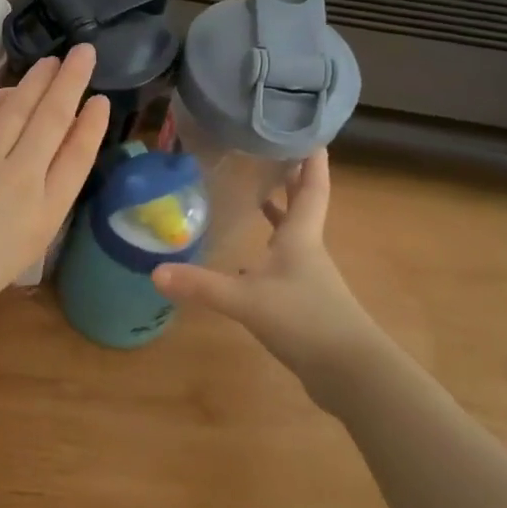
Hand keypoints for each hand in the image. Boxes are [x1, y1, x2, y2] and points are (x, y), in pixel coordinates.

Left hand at [0, 45, 109, 321]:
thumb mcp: (15, 256)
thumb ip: (32, 213)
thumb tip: (34, 176)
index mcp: (43, 217)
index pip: (78, 158)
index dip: (91, 125)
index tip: (101, 101)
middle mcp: (21, 180)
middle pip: (53, 120)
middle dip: (72, 82)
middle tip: (84, 52)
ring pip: (18, 108)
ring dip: (38, 80)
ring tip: (52, 60)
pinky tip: (7, 87)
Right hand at [150, 152, 390, 403]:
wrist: (351, 374)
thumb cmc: (306, 321)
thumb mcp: (247, 300)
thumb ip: (202, 286)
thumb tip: (156, 272)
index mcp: (301, 238)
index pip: (311, 189)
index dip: (312, 161)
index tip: (311, 132)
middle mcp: (307, 251)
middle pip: (302, 207)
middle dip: (292, 180)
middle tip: (272, 153)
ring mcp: (307, 278)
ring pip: (291, 235)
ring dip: (278, 213)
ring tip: (255, 194)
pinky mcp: (303, 302)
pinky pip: (281, 263)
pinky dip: (266, 250)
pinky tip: (244, 260)